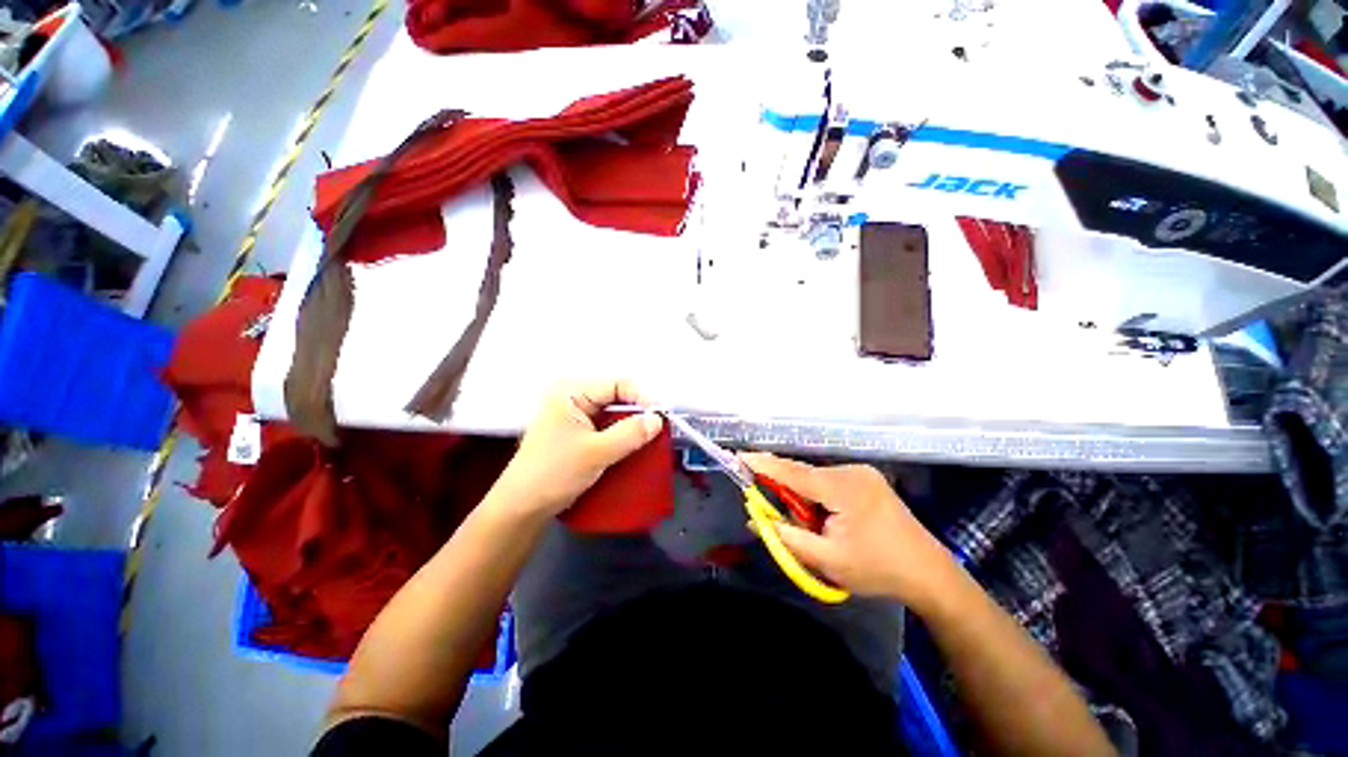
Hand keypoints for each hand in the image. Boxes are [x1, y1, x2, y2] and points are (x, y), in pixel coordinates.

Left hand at [492, 380, 662, 518]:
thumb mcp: (596, 452)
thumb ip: (630, 433)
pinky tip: (633, 449)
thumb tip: (658, 419)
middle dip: (638, 414)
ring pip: (612, 416)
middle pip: (616, 399)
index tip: (661, 416)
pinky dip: (621, 438)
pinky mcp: (576, 436)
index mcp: (571, 392)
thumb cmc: (553, 473)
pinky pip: (606, 430)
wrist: (521, 509)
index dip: (642, 398)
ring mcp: (573, 419)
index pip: (616, 385)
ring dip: (631, 428)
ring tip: (650, 441)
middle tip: (659, 430)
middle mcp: (572, 400)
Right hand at [741, 453, 959, 606]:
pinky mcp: (867, 480)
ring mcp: (862, 474)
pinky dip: (818, 496)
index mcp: (842, 488)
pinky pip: (830, 482)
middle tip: (777, 513)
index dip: (763, 464)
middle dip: (785, 490)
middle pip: (803, 475)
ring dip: (804, 497)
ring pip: (816, 479)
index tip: (739, 456)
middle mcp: (851, 472)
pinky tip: (827, 520)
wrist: (930, 575)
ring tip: (814, 528)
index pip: (792, 472)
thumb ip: (787, 538)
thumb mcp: (827, 560)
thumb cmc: (878, 569)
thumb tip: (755, 520)